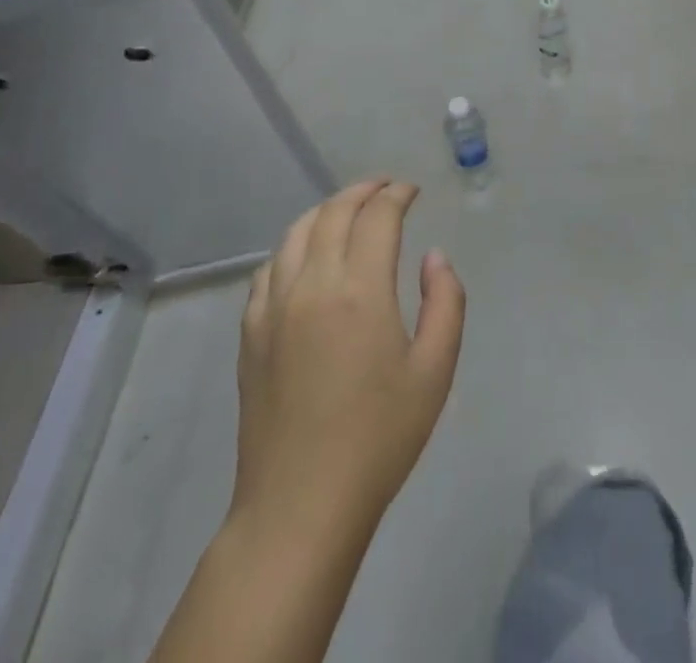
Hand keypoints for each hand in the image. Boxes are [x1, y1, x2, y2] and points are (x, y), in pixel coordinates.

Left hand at [232, 179, 465, 544]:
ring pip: (295, 233)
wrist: (300, 505)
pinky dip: (292, 246)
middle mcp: (312, 284)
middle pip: (333, 213)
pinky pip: (268, 268)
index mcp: (360, 290)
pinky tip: (305, 257)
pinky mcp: (250, 333)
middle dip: (363, 191)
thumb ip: (445, 301)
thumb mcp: (435, 370)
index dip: (397, 195)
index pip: (377, 217)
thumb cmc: (379, 438)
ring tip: (348, 211)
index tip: (412, 191)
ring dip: (325, 211)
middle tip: (386, 189)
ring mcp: (273, 308)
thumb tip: (433, 257)